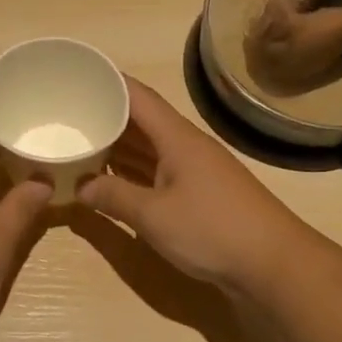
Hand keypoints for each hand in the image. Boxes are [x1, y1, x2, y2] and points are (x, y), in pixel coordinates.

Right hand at [77, 76, 306, 289]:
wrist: (273, 264)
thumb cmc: (212, 229)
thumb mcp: (154, 215)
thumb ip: (114, 197)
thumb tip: (81, 186)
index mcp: (177, 138)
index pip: (138, 97)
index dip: (108, 82)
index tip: (77, 76)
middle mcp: (186, 147)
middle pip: (142, 121)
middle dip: (106, 115)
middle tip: (68, 114)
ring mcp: (195, 171)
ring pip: (149, 148)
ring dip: (118, 145)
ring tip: (80, 142)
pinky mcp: (199, 195)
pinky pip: (158, 171)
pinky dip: (133, 171)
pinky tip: (112, 179)